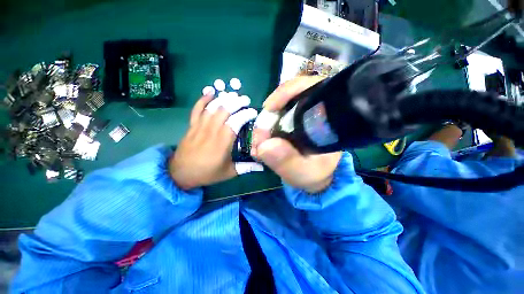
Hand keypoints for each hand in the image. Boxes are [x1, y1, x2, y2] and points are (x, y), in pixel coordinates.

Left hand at [169, 94, 259, 189]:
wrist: (181, 174)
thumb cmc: (207, 173)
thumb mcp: (229, 172)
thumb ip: (246, 167)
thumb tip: (262, 166)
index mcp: (222, 143)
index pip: (235, 122)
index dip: (245, 114)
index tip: (253, 112)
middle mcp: (212, 131)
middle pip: (224, 110)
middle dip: (236, 102)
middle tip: (246, 100)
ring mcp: (200, 127)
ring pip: (212, 107)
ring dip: (223, 99)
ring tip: (233, 95)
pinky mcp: (192, 126)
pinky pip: (196, 109)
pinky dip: (203, 99)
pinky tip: (210, 92)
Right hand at [251, 76, 342, 193]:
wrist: (314, 177)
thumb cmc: (314, 174)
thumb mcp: (303, 172)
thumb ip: (288, 161)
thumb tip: (264, 146)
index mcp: (327, 118)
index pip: (311, 88)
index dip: (288, 92)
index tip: (269, 108)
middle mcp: (315, 112)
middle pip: (289, 97)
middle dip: (269, 115)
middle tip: (259, 137)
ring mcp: (301, 116)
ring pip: (278, 108)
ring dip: (264, 123)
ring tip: (258, 143)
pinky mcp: (291, 122)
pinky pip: (274, 118)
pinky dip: (265, 128)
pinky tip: (261, 141)